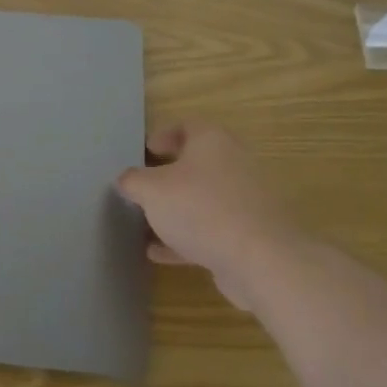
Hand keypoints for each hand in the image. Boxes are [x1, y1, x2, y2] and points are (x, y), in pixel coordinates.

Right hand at [117, 121, 301, 310]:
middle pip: (197, 164)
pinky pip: (211, 230)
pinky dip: (186, 238)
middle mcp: (234, 164)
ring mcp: (245, 201)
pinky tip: (159, 253)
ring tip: (146, 223)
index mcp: (212, 141)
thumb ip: (133, 181)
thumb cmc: (200, 209)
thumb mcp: (152, 190)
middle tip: (144, 187)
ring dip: (176, 211)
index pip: (186, 126)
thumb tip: (126, 180)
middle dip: (168, 176)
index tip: (144, 152)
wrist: (261, 260)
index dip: (162, 136)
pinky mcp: (250, 235)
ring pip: (203, 200)